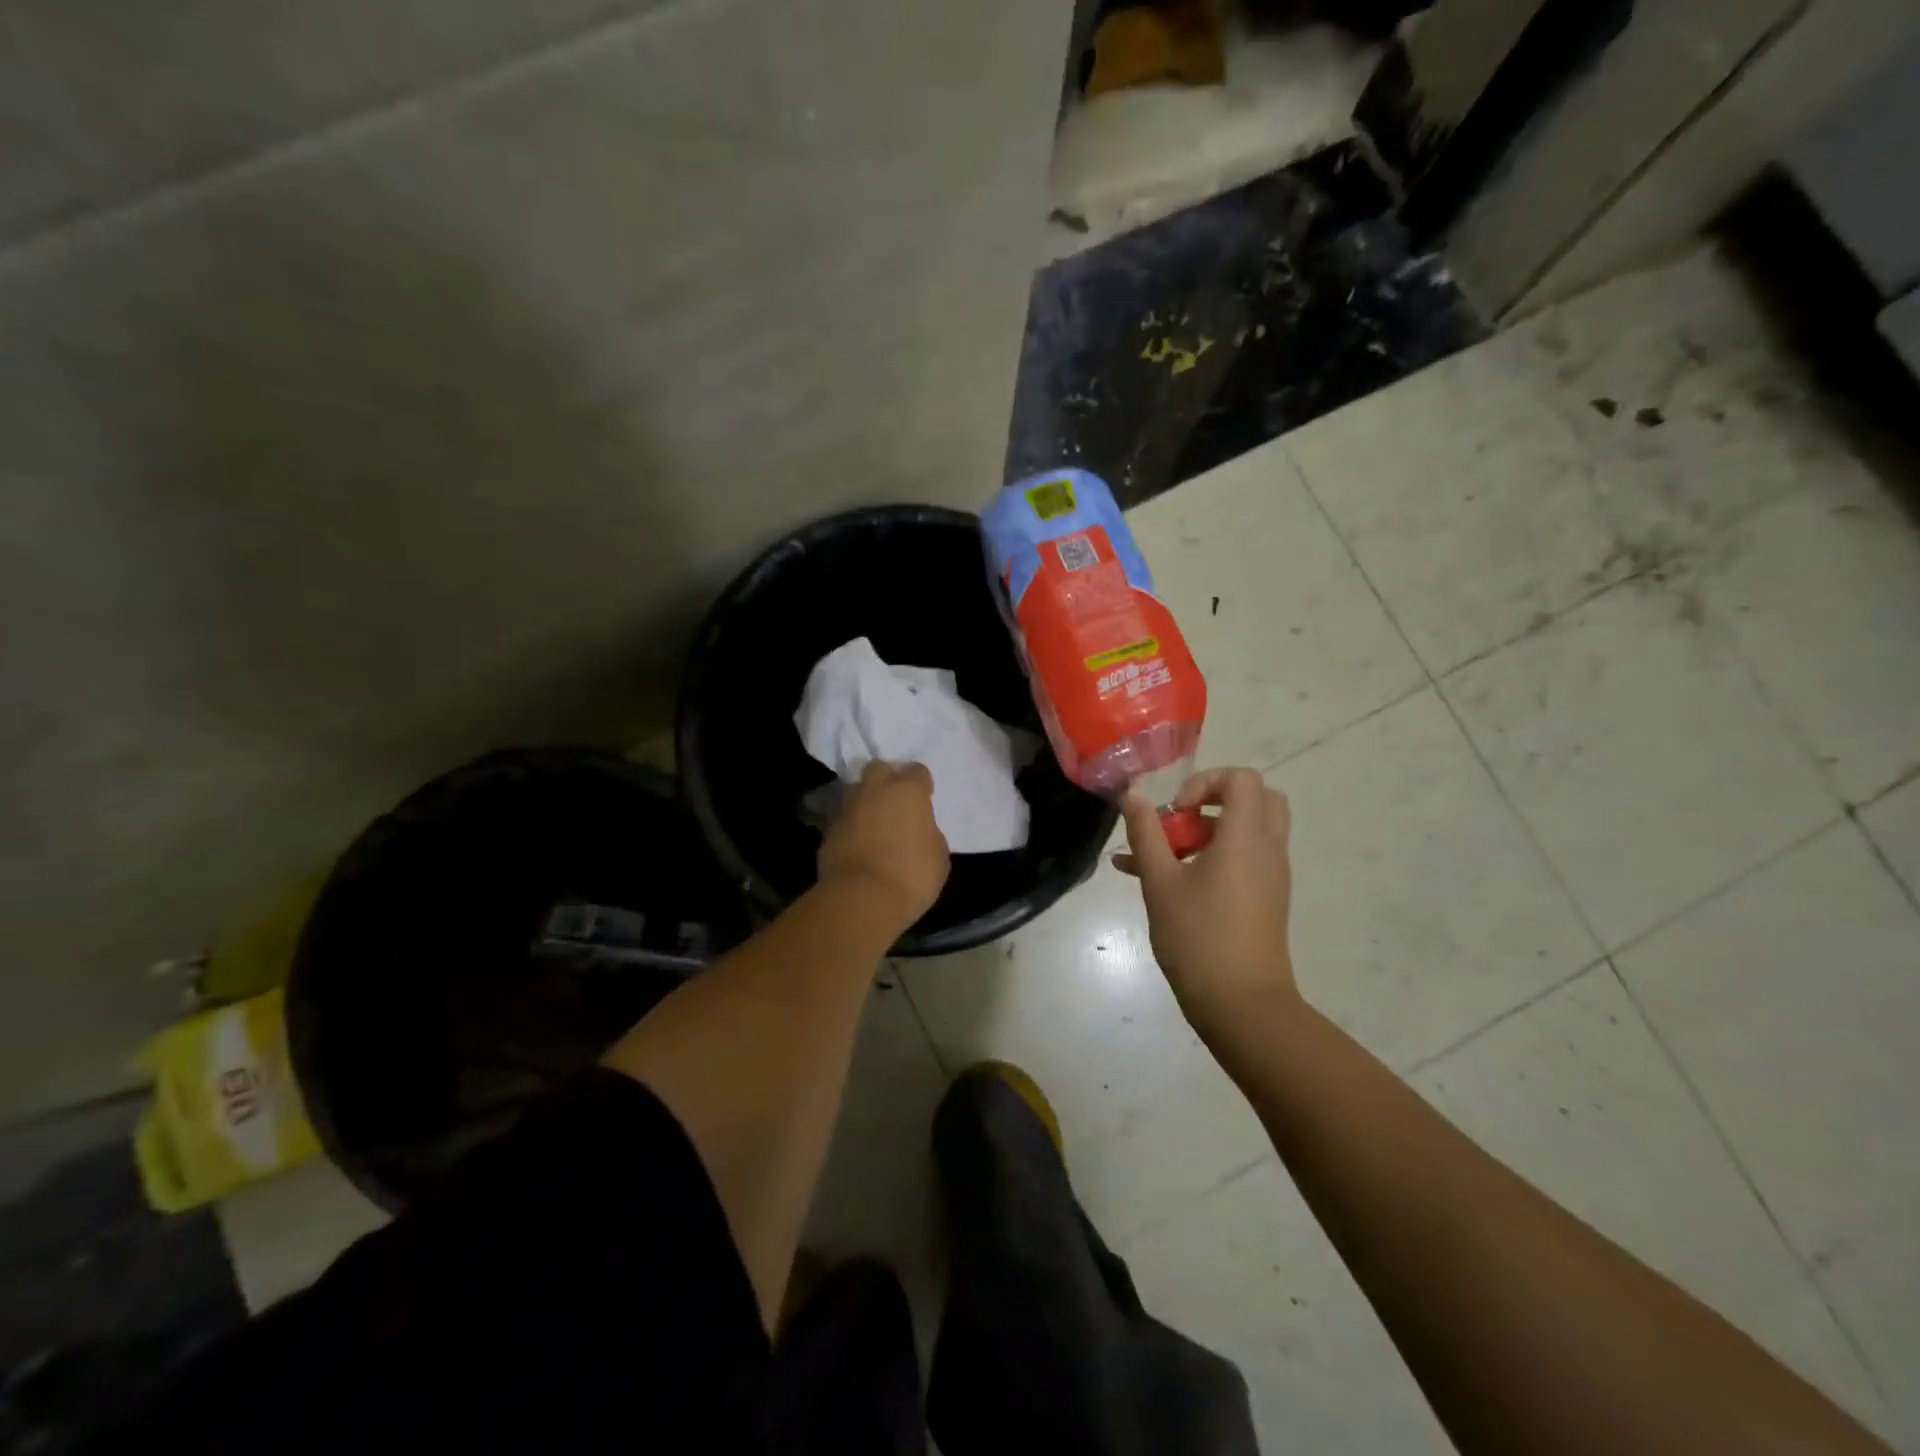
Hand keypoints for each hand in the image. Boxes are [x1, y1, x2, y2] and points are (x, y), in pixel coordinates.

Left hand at [818, 761, 950, 932]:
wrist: (862, 899)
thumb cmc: (912, 875)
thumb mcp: (938, 855)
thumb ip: (928, 833)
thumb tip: (919, 832)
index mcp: (907, 790)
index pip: (917, 771)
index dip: (922, 785)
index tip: (925, 800)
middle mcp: (875, 790)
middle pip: (879, 768)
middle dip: (887, 780)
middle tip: (895, 803)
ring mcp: (847, 808)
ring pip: (855, 790)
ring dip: (865, 801)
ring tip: (873, 823)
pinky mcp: (827, 830)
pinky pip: (843, 819)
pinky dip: (850, 826)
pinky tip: (858, 845)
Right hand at [1116, 768, 1299, 1041]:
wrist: (1242, 1005)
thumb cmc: (1198, 937)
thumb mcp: (1160, 882)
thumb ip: (1145, 833)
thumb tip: (1133, 795)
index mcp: (1246, 837)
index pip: (1242, 779)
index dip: (1205, 782)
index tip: (1176, 811)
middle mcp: (1267, 849)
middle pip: (1254, 800)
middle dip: (1212, 801)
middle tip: (1179, 822)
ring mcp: (1270, 876)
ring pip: (1245, 832)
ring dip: (1204, 833)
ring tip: (1155, 859)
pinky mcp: (1266, 899)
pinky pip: (1242, 860)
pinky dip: (1211, 858)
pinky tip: (1163, 883)